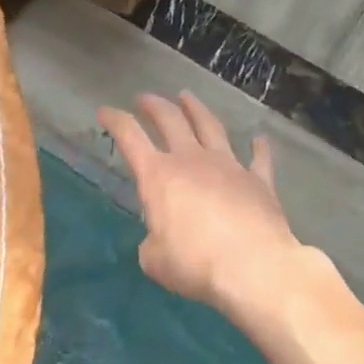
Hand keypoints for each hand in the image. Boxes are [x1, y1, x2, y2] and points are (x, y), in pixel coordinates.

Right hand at [99, 92, 312, 318]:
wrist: (254, 266)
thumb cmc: (195, 263)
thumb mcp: (155, 260)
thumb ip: (153, 243)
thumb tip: (159, 240)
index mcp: (158, 175)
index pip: (130, 137)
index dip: (115, 120)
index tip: (105, 111)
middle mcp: (191, 160)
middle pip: (170, 120)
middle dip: (154, 105)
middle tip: (145, 98)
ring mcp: (228, 166)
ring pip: (210, 127)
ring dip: (196, 109)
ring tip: (187, 97)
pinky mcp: (258, 181)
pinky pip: (258, 159)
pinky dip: (258, 148)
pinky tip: (258, 139)